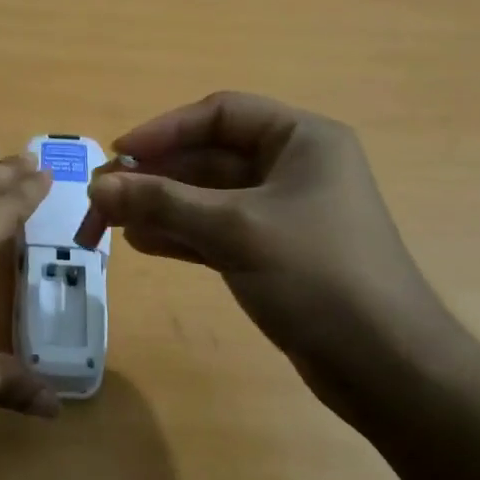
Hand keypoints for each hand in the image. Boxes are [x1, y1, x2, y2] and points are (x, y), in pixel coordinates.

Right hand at [80, 92, 457, 410]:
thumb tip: (95, 187)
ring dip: (159, 207)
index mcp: (300, 140)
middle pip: (207, 158)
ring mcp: (281, 213)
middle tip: (101, 200)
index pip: (220, 114)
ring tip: (110, 225)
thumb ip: (162, 203)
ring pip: (206, 197)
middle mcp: (292, 167)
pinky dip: (179, 234)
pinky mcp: (272, 253)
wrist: (384, 364)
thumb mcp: (234, 230)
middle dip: (153, 177)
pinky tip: (141, 244)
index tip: (118, 156)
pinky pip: (215, 231)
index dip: (164, 130)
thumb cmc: (317, 275)